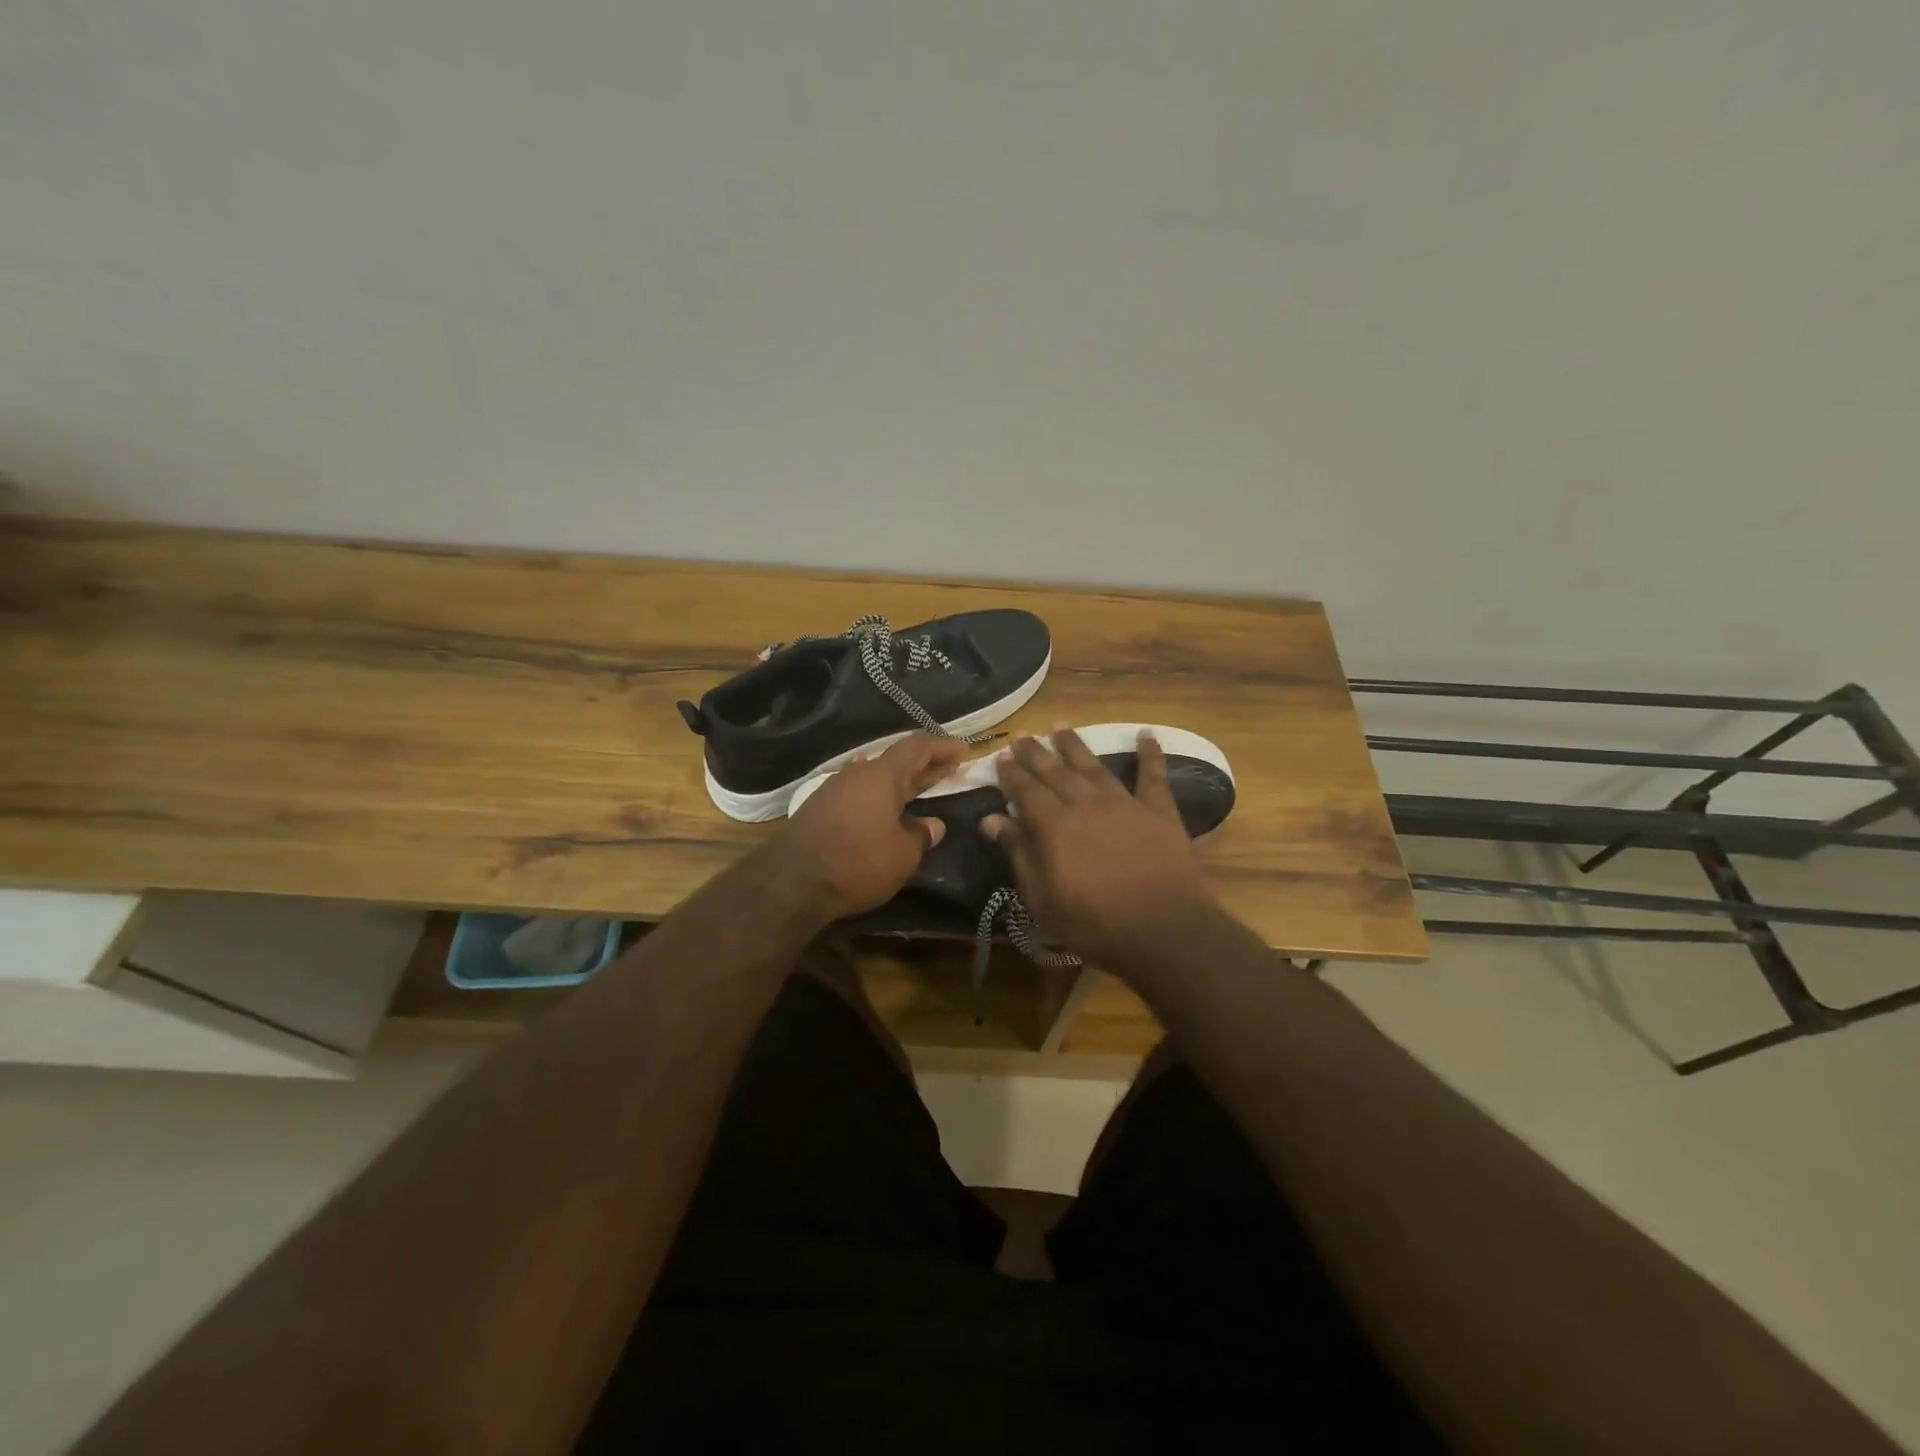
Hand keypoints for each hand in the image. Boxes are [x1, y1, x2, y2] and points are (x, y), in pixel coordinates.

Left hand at [758, 734, 968, 921]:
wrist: (792, 883)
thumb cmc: (857, 862)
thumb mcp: (902, 855)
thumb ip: (921, 835)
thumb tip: (932, 825)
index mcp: (881, 775)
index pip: (917, 748)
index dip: (942, 747)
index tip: (964, 751)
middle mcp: (857, 774)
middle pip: (896, 761)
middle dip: (926, 765)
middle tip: (950, 768)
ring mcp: (835, 790)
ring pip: (876, 777)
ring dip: (901, 782)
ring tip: (921, 787)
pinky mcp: (820, 809)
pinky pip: (860, 793)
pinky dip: (881, 797)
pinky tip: (886, 808)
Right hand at [983, 729, 1217, 967]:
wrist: (1163, 930)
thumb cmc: (1094, 923)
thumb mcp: (1042, 898)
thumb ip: (1018, 853)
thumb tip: (991, 819)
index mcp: (1054, 825)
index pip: (1026, 790)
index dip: (1011, 773)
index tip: (1001, 757)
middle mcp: (1085, 804)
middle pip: (1055, 771)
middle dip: (1036, 753)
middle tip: (1023, 736)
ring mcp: (1124, 804)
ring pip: (1094, 766)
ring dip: (1076, 745)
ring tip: (1061, 726)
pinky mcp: (1159, 811)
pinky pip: (1153, 776)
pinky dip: (1150, 754)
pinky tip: (1147, 735)